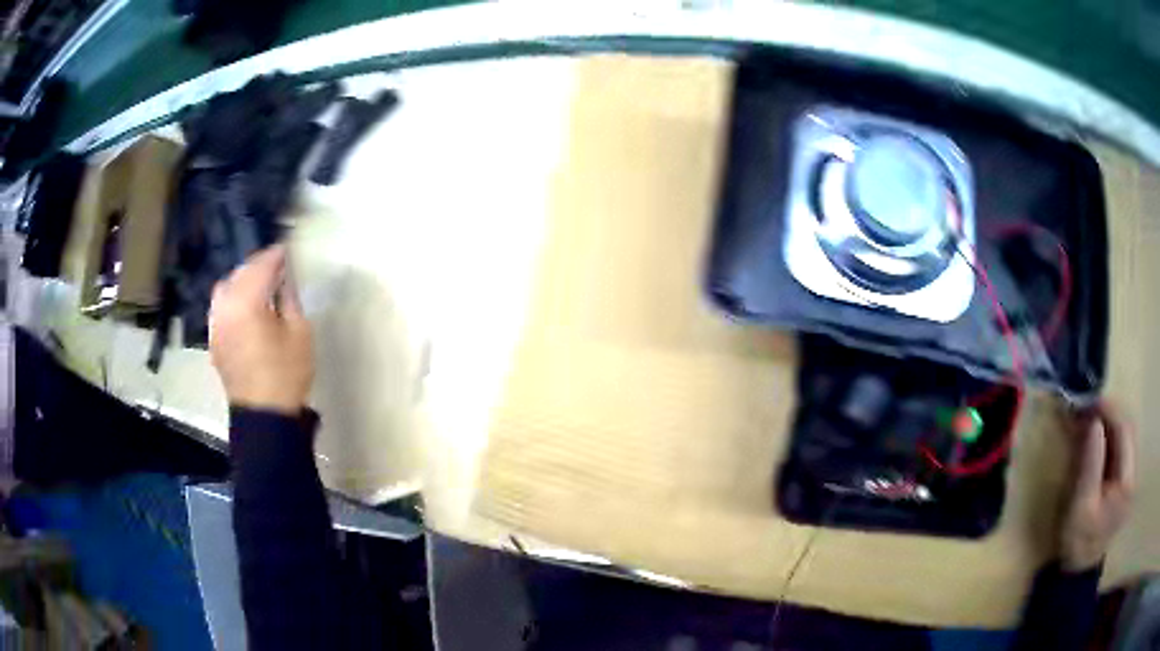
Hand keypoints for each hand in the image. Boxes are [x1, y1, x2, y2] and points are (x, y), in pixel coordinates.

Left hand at [209, 245, 313, 414]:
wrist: (263, 415)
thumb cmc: (286, 373)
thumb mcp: (299, 332)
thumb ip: (289, 298)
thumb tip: (283, 277)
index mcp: (247, 301)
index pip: (262, 265)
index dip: (277, 255)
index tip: (288, 250)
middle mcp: (225, 305)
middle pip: (241, 272)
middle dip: (258, 265)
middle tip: (277, 266)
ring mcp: (216, 322)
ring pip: (226, 286)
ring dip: (243, 279)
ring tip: (260, 283)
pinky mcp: (214, 337)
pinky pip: (220, 305)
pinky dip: (232, 297)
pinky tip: (245, 305)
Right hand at [1058, 401, 1134, 571]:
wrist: (1077, 571)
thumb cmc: (1078, 541)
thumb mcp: (1081, 507)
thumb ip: (1091, 464)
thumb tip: (1094, 423)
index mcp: (1127, 481)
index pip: (1125, 431)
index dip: (1110, 411)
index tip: (1090, 402)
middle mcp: (1133, 472)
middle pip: (1127, 429)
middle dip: (1108, 415)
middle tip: (1086, 409)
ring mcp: (1129, 476)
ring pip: (1123, 436)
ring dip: (1107, 424)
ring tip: (1087, 420)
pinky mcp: (1123, 479)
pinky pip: (1118, 448)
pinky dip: (1106, 437)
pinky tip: (1093, 437)